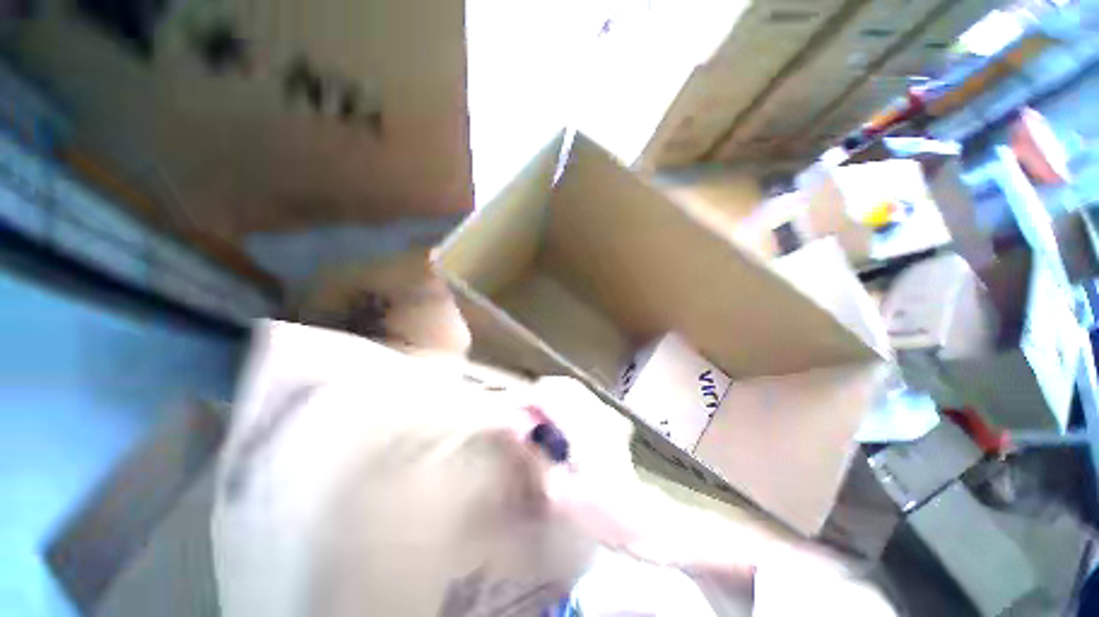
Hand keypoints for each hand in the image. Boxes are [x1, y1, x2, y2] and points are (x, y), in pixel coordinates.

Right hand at [521, 377, 761, 572]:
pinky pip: (580, 399)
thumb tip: (518, 424)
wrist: (653, 521)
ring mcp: (606, 412)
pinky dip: (562, 404)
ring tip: (534, 421)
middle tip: (519, 417)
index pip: (547, 394)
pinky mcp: (611, 418)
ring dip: (549, 398)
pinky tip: (556, 425)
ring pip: (570, 389)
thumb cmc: (607, 515)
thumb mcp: (561, 493)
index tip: (506, 411)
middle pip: (559, 384)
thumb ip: (537, 452)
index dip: (523, 398)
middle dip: (535, 395)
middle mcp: (597, 411)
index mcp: (584, 427)